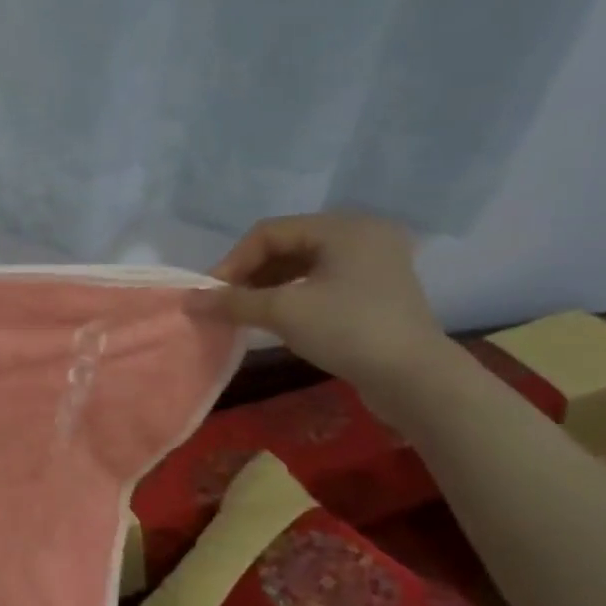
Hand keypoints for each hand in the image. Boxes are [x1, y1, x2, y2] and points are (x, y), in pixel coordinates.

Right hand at [209, 212, 452, 399]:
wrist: (413, 378)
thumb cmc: (347, 330)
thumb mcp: (284, 311)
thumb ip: (235, 301)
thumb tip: (192, 300)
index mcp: (343, 227)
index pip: (270, 232)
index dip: (234, 261)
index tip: (211, 294)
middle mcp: (361, 236)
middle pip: (287, 245)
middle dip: (250, 274)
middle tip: (225, 304)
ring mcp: (372, 264)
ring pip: (303, 266)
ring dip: (268, 287)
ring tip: (244, 313)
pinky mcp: (375, 292)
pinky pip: (321, 283)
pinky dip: (292, 296)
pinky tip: (274, 319)